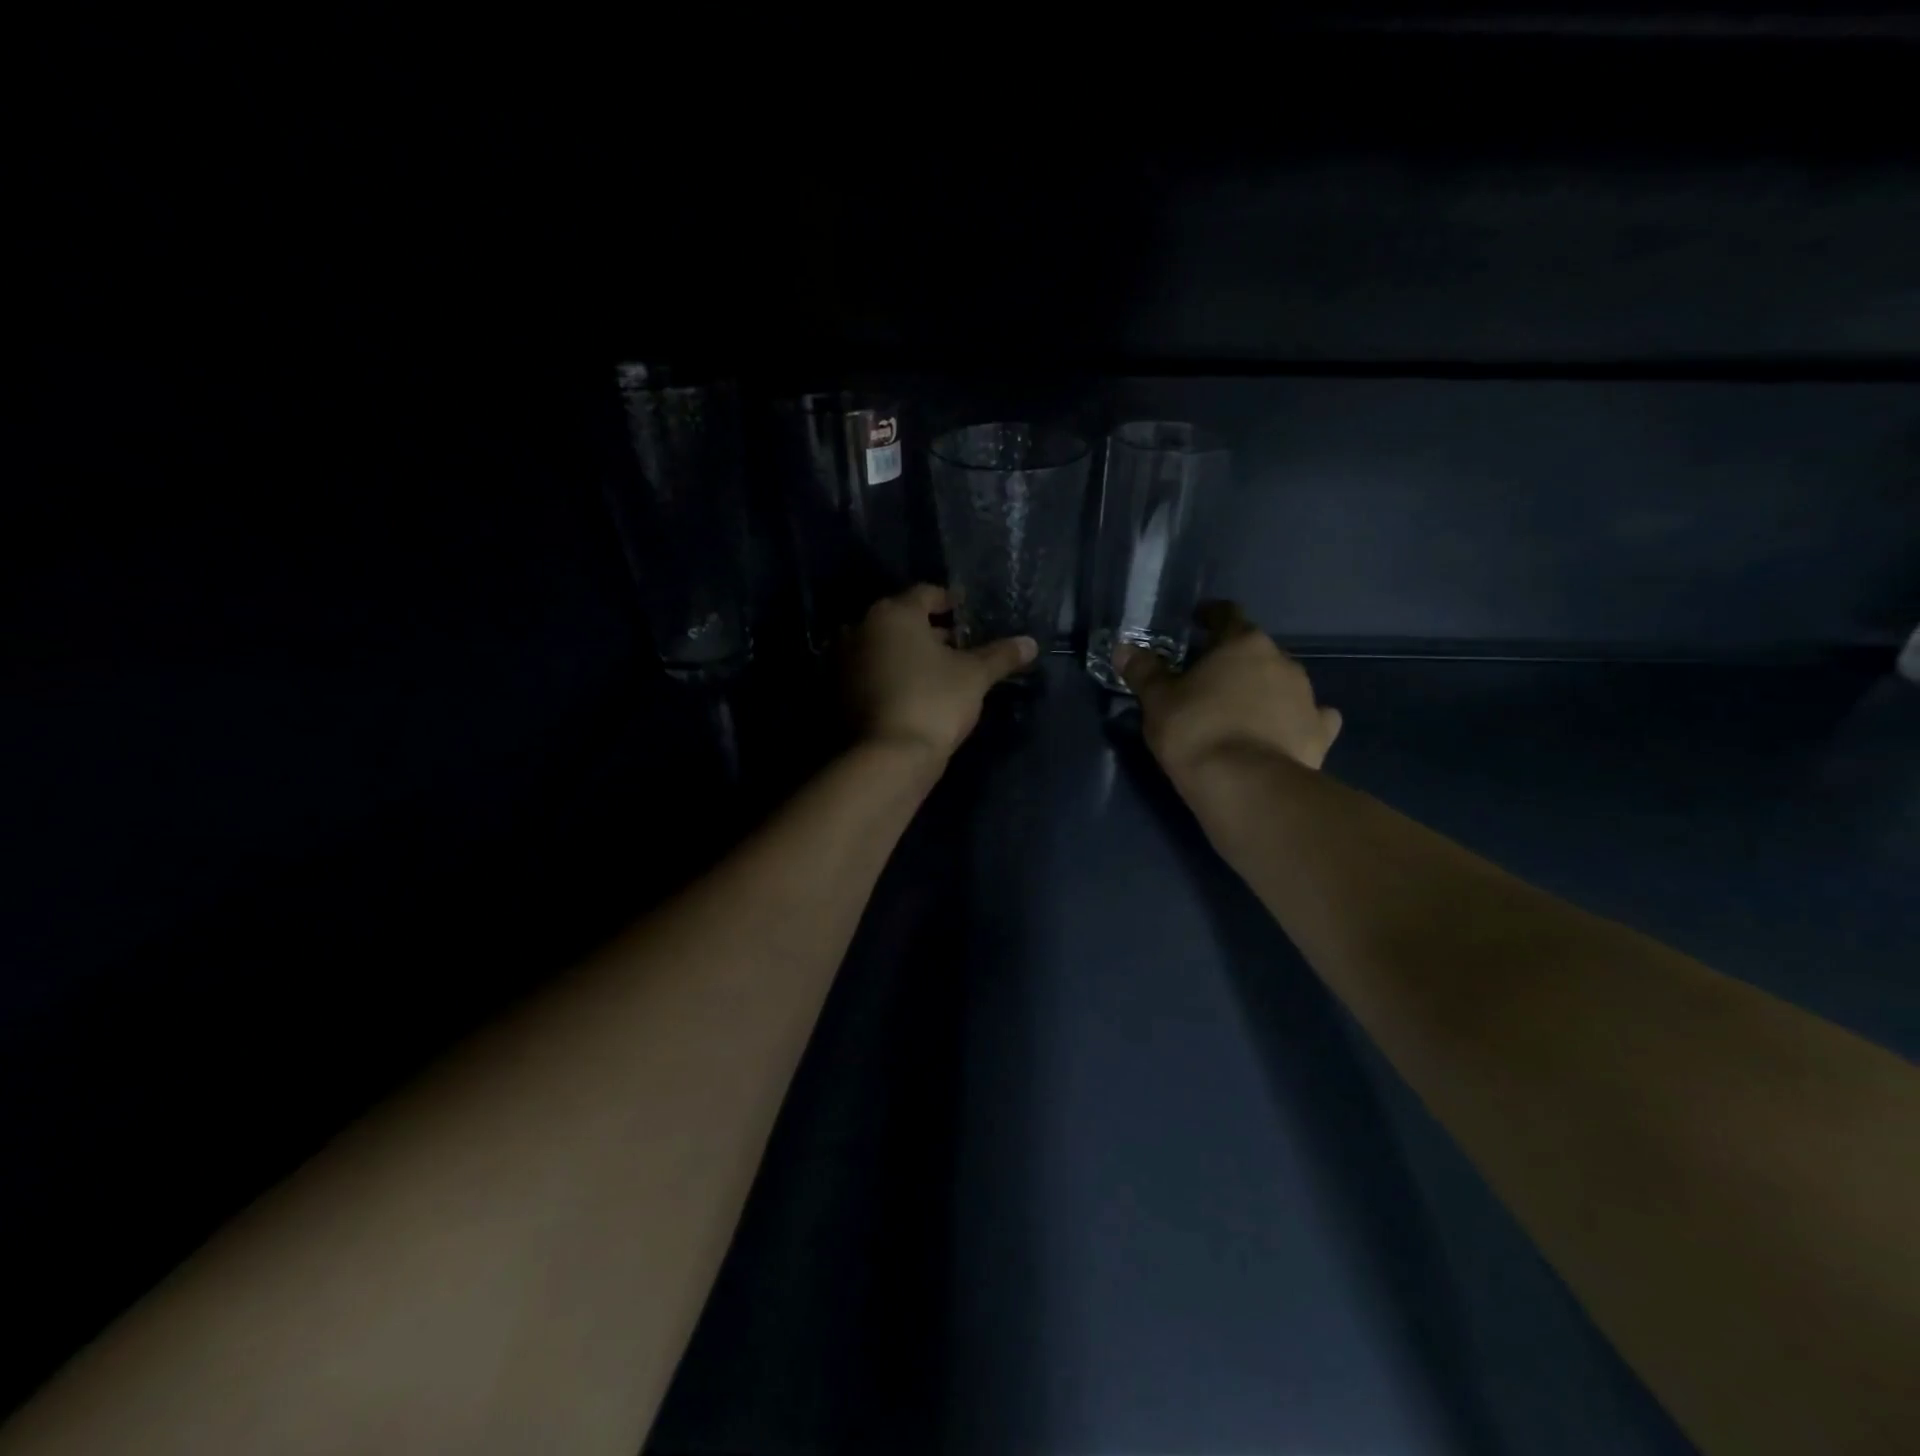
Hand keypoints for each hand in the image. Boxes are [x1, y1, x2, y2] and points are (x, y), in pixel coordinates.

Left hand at [845, 584, 1037, 759]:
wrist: (887, 756)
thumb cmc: (934, 701)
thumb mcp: (975, 676)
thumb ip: (1000, 655)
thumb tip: (1030, 643)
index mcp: (893, 613)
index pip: (925, 595)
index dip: (948, 602)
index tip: (964, 611)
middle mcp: (860, 628)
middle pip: (901, 621)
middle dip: (928, 631)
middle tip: (956, 645)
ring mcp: (842, 661)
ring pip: (883, 647)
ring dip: (907, 654)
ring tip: (936, 671)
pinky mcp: (836, 692)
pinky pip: (870, 673)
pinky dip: (889, 675)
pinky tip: (912, 692)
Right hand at [1116, 602, 1341, 777]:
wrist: (1247, 786)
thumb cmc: (1196, 731)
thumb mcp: (1157, 701)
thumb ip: (1143, 671)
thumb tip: (1124, 649)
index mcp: (1242, 644)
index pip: (1226, 615)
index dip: (1210, 616)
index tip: (1197, 621)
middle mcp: (1281, 661)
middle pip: (1255, 651)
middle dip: (1233, 661)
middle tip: (1208, 680)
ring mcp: (1307, 696)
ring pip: (1282, 682)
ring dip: (1263, 689)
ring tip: (1240, 711)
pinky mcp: (1320, 732)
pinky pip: (1310, 716)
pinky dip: (1297, 719)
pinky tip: (1285, 731)